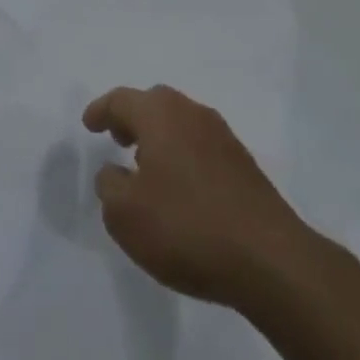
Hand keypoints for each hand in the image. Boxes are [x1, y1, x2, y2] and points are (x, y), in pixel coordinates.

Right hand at [83, 84, 308, 309]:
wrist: (270, 259)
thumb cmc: (187, 227)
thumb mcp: (126, 215)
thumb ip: (110, 187)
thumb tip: (114, 172)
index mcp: (159, 114)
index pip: (121, 100)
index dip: (101, 110)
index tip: (89, 125)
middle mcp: (191, 113)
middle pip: (154, 103)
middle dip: (132, 118)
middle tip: (117, 138)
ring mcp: (222, 136)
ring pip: (180, 123)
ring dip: (159, 137)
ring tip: (146, 167)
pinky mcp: (244, 164)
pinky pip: (200, 146)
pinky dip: (182, 155)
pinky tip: (180, 188)